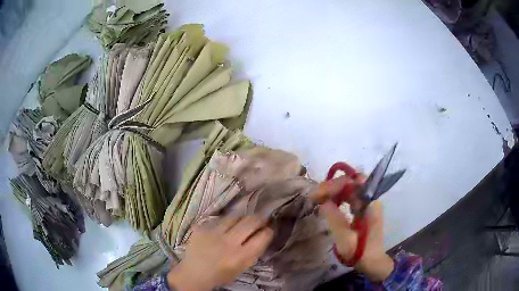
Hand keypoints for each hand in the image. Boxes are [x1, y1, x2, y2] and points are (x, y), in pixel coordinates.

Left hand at [167, 215, 273, 290]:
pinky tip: (224, 228)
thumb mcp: (242, 267)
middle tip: (261, 219)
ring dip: (242, 218)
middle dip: (260, 218)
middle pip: (250, 221)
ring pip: (235, 216)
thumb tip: (264, 233)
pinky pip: (219, 219)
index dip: (268, 230)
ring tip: (242, 222)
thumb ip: (254, 251)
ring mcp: (213, 232)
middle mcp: (228, 242)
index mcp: (240, 256)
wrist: (194, 273)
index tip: (269, 228)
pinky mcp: (201, 227)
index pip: (262, 236)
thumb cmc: (222, 274)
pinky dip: (225, 222)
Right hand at [310, 175, 393, 281]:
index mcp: (371, 204)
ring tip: (319, 198)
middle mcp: (371, 199)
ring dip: (335, 191)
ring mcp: (368, 203)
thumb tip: (323, 202)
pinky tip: (330, 204)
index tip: (319, 194)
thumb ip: (335, 219)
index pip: (355, 181)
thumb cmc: (360, 252)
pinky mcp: (364, 209)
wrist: (372, 261)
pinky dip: (339, 197)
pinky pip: (351, 196)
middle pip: (352, 182)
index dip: (336, 184)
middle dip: (333, 186)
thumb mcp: (345, 239)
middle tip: (316, 196)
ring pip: (350, 188)